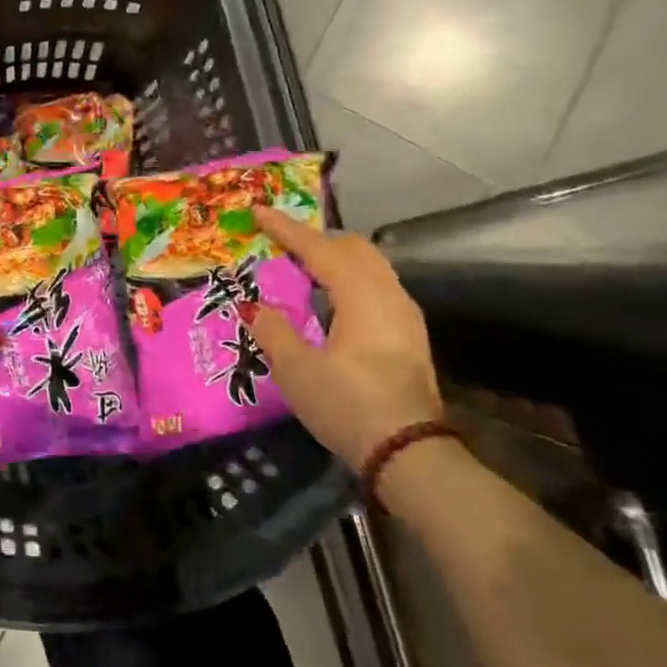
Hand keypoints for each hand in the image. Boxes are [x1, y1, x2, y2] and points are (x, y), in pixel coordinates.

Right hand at [249, 208, 441, 469]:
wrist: (409, 455)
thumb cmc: (348, 405)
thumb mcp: (296, 369)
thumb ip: (273, 329)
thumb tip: (257, 306)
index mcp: (362, 296)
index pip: (319, 249)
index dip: (286, 229)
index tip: (257, 211)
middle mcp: (389, 296)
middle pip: (353, 249)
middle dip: (316, 239)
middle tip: (281, 243)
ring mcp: (405, 317)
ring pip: (369, 267)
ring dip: (334, 260)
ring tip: (301, 268)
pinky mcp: (408, 338)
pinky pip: (375, 288)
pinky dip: (348, 280)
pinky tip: (329, 301)